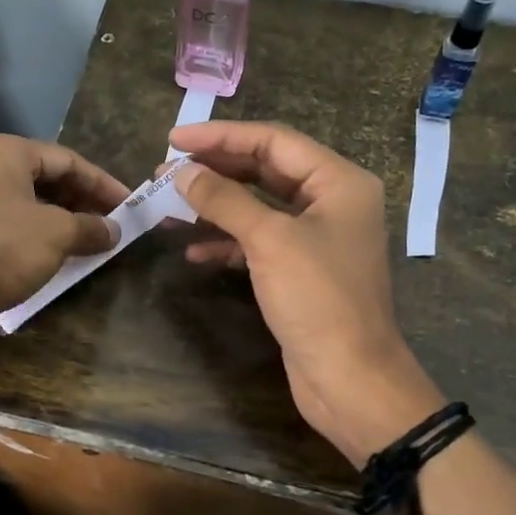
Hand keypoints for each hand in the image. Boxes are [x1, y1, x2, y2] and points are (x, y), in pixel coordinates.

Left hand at [0, 133, 128, 320]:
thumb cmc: (0, 248)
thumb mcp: (56, 235)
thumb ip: (90, 227)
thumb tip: (113, 229)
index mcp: (4, 152)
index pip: (67, 159)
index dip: (103, 184)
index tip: (129, 206)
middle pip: (42, 180)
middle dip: (79, 203)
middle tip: (108, 225)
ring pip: (21, 205)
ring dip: (56, 223)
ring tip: (83, 244)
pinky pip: (1, 227)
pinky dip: (29, 238)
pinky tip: (45, 259)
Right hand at [170, 121, 442, 465]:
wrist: (349, 377)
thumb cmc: (318, 298)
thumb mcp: (269, 240)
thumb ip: (224, 199)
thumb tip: (181, 172)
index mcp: (339, 181)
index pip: (273, 142)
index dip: (221, 137)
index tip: (174, 139)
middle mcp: (331, 202)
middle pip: (265, 170)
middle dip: (215, 170)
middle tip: (166, 170)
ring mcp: (316, 238)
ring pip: (258, 207)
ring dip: (215, 206)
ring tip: (169, 204)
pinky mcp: (300, 271)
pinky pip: (258, 242)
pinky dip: (227, 242)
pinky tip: (193, 250)